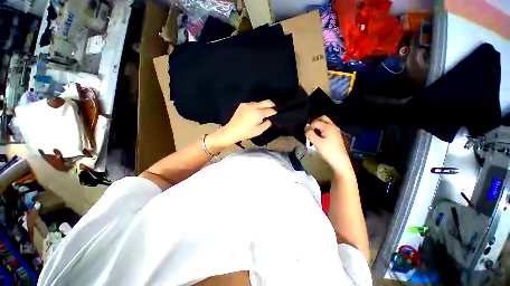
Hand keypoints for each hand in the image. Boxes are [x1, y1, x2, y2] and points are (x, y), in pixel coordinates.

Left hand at [208, 100, 276, 147]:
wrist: (231, 131)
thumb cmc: (246, 133)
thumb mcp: (259, 131)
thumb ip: (267, 124)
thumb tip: (271, 119)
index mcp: (258, 113)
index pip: (270, 110)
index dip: (275, 112)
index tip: (278, 114)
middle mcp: (253, 106)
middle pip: (267, 101)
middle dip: (272, 105)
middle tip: (274, 110)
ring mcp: (247, 104)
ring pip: (259, 102)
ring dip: (263, 106)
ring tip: (263, 113)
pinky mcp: (242, 105)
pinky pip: (252, 104)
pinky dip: (256, 107)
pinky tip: (254, 113)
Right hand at [305, 116, 352, 173]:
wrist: (339, 161)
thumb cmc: (328, 151)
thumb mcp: (316, 142)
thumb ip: (310, 134)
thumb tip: (306, 127)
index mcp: (328, 127)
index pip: (315, 122)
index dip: (310, 127)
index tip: (308, 135)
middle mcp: (333, 126)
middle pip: (322, 118)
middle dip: (315, 123)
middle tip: (310, 131)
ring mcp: (335, 130)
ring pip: (325, 123)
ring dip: (318, 126)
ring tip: (314, 135)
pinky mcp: (335, 135)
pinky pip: (327, 128)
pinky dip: (322, 130)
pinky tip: (319, 138)